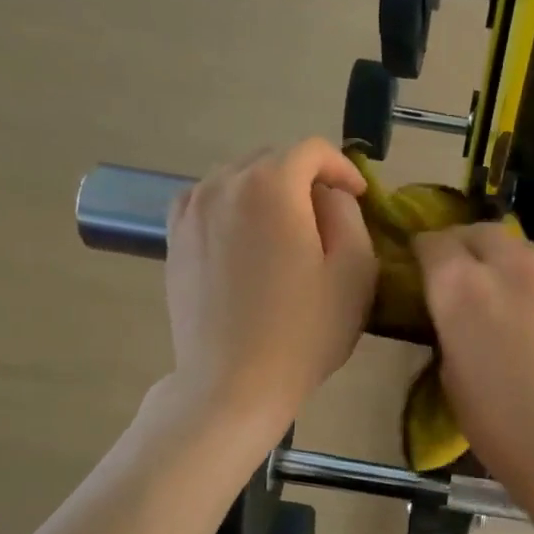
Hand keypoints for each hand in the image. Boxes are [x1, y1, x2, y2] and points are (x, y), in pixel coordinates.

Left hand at [165, 140, 378, 435]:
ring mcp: (191, 211)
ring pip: (237, 179)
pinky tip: (246, 241)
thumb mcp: (354, 271)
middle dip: (305, 179)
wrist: (233, 383)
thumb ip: (348, 214)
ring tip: (286, 231)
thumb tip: (328, 195)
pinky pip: (209, 202)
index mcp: (271, 186)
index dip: (342, 168)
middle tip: (326, 219)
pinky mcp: (174, 239)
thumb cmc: (304, 331)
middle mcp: (224, 184)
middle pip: (272, 160)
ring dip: (268, 192)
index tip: (359, 198)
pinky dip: (233, 208)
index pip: (311, 150)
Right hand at [414, 223, 533, 510]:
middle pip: (481, 233)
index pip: (433, 243)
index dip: (423, 253)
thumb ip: (451, 330)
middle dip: (465, 247)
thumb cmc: (504, 430)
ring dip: (507, 263)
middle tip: (463, 276)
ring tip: (509, 297)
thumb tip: (458, 314)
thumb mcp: (452, 380)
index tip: (422, 268)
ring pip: (524, 250)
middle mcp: (511, 266)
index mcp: (462, 288)